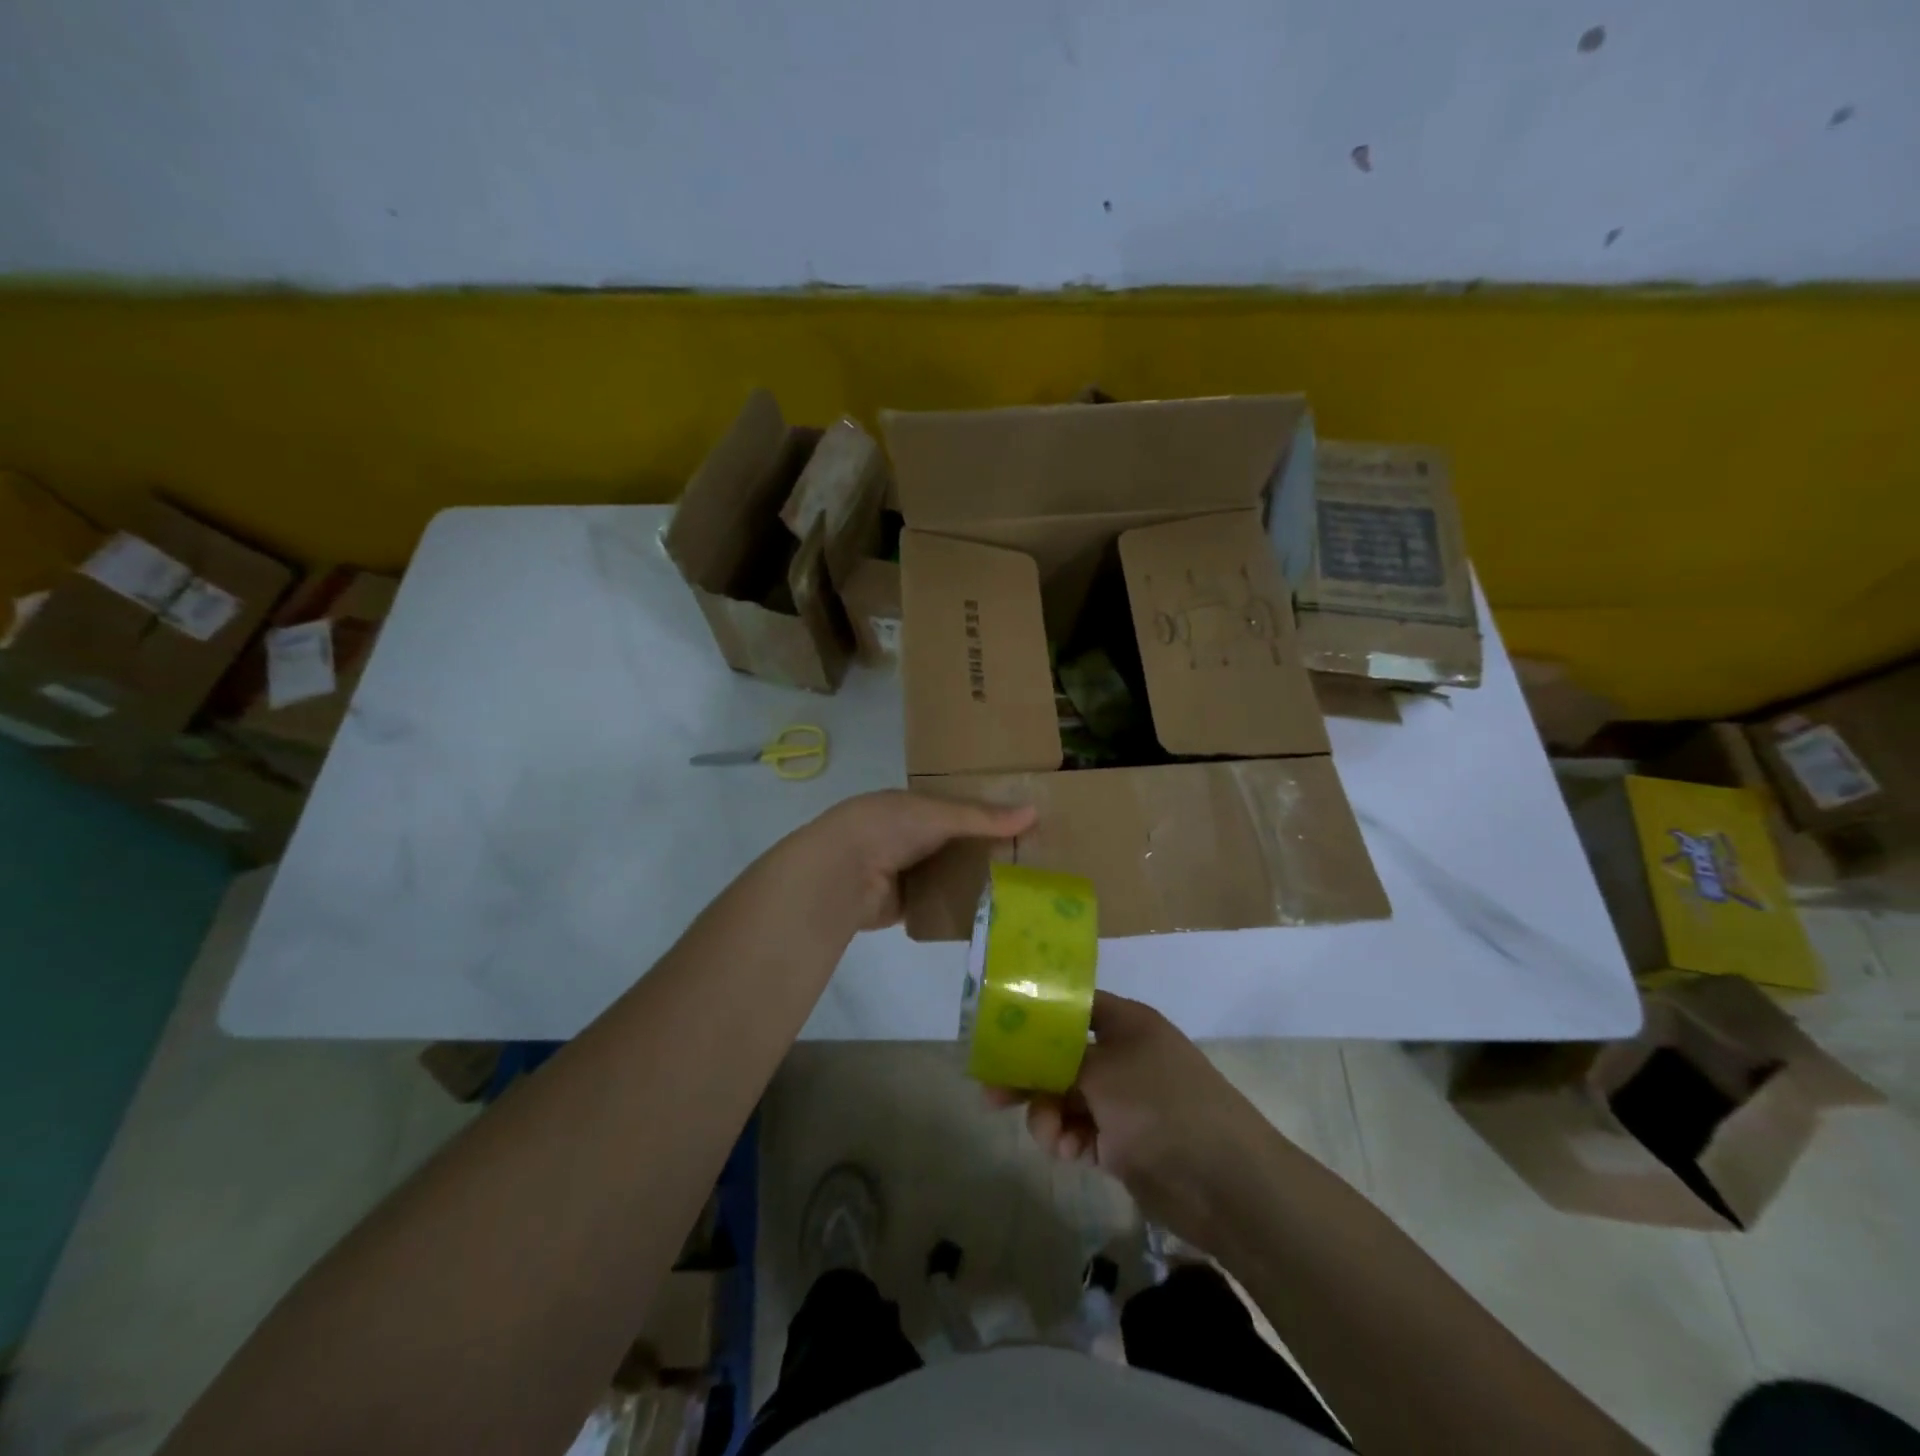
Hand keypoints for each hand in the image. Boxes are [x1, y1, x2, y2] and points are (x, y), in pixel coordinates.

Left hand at [797, 791, 1035, 931]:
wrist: (841, 873)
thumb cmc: (888, 827)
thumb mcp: (939, 813)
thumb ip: (983, 817)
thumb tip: (1035, 812)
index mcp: (913, 806)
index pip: (958, 808)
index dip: (988, 814)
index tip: (1025, 823)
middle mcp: (909, 837)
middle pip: (957, 844)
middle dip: (987, 850)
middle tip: (1033, 859)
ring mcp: (906, 872)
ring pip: (950, 875)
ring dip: (976, 880)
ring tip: (1022, 887)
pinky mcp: (905, 904)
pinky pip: (940, 904)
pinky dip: (960, 906)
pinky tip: (993, 911)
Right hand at [990, 991, 1275, 1243]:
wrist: (1224, 1182)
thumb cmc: (1161, 1105)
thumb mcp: (1101, 1070)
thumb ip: (1055, 1060)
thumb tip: (1023, 1053)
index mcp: (1125, 1023)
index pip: (1072, 1006)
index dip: (1036, 1016)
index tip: (999, 1031)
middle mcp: (1123, 1055)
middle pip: (1061, 1055)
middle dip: (1029, 1075)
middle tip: (991, 1093)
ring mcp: (1123, 1100)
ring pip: (1065, 1097)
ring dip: (1048, 1114)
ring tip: (1050, 1136)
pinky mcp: (1122, 1141)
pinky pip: (1080, 1131)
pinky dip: (1067, 1139)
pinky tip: (1066, 1152)